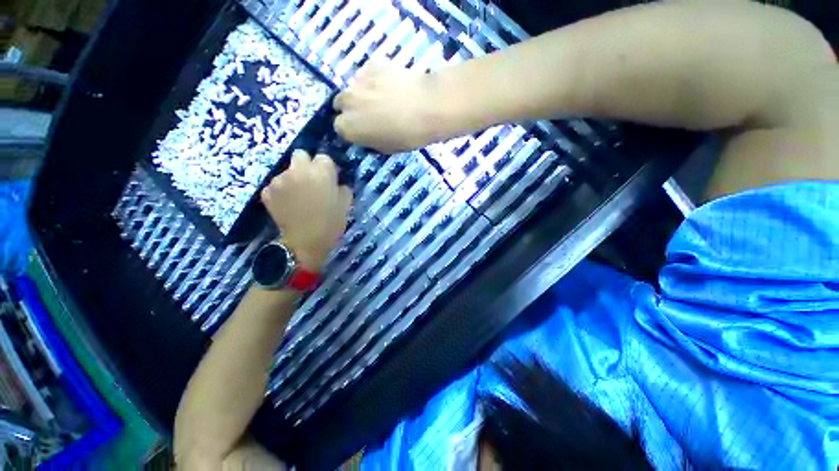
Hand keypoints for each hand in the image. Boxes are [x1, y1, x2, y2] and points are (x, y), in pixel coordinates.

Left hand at [261, 150, 352, 270]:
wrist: (306, 243)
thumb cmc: (331, 223)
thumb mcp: (345, 204)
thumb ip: (342, 188)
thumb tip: (336, 183)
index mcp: (321, 172)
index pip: (323, 158)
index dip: (326, 168)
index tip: (328, 179)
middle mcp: (298, 170)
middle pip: (300, 155)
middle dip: (306, 164)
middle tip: (311, 181)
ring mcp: (279, 180)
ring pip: (287, 171)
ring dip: (293, 179)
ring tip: (298, 197)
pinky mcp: (267, 191)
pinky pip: (276, 185)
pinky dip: (281, 192)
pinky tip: (287, 204)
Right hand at [333, 61, 441, 153]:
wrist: (427, 107)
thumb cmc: (407, 136)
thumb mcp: (386, 148)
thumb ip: (369, 139)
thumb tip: (367, 133)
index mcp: (348, 127)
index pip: (340, 127)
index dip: (352, 129)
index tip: (363, 130)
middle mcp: (346, 102)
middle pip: (341, 104)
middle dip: (352, 109)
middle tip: (371, 114)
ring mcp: (358, 80)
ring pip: (354, 88)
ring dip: (362, 94)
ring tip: (384, 98)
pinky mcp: (372, 64)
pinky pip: (368, 74)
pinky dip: (375, 79)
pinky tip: (392, 85)